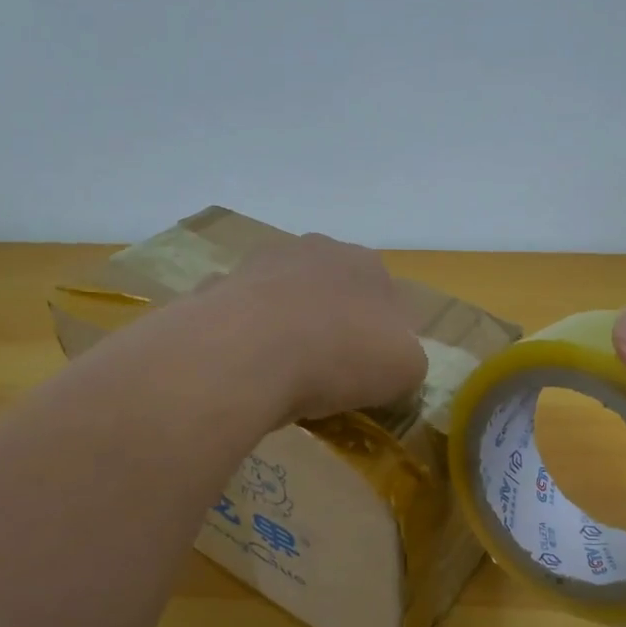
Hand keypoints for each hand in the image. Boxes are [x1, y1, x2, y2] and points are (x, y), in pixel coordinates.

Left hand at [195, 233, 427, 423]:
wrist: (251, 351)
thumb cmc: (341, 354)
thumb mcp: (405, 369)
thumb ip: (406, 359)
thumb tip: (391, 363)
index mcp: (367, 263)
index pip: (384, 297)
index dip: (380, 336)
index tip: (370, 371)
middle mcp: (317, 250)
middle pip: (332, 292)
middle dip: (332, 325)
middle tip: (328, 373)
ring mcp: (263, 263)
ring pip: (285, 300)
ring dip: (287, 328)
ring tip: (282, 376)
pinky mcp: (219, 286)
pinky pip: (241, 318)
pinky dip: (245, 339)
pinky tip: (245, 370)